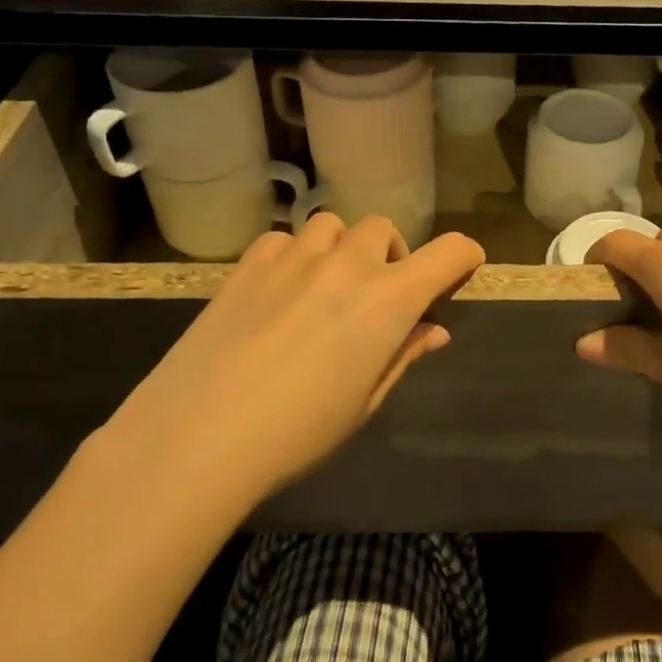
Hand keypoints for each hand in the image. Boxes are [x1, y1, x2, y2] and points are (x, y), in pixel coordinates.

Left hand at [107, 214, 483, 504]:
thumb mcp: (363, 401)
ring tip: (324, 288)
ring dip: (341, 250)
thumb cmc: (297, 433)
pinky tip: (279, 292)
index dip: (464, 257)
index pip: (448, 253)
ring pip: (333, 226)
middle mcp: (347, 264)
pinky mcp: (249, 263)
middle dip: (391, 258)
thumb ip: (402, 354)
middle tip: (375, 299)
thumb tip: (432, 330)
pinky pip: (285, 240)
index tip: (461, 271)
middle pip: (384, 230)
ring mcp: (294, 257)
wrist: (197, 436)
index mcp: (387, 300)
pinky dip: (294, 256)